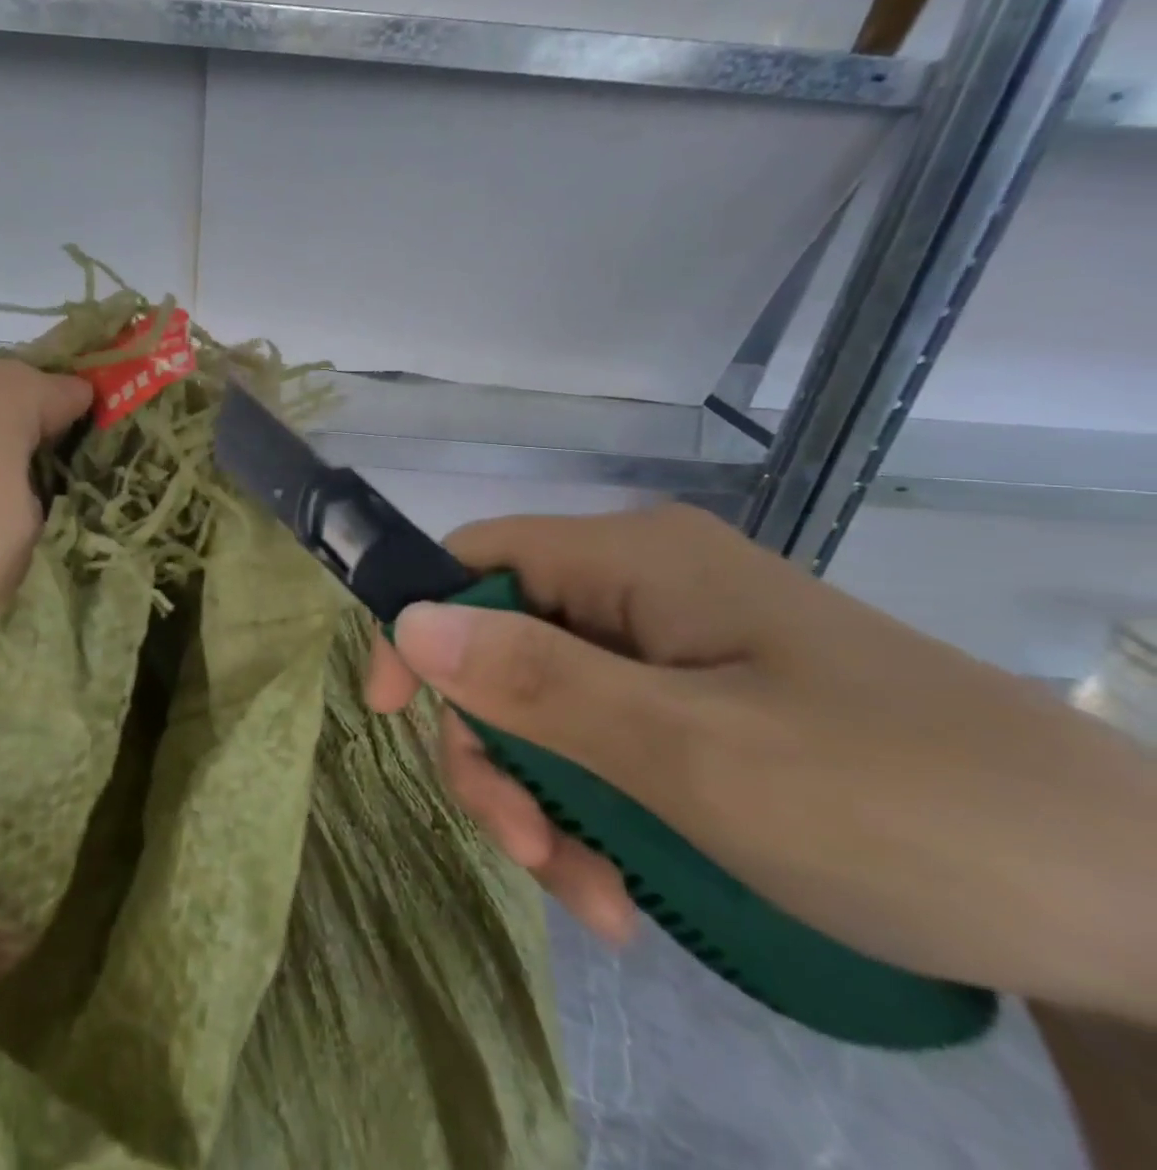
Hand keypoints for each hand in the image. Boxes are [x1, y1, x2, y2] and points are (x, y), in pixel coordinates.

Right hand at [366, 504, 1156, 1021]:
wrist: (1151, 913)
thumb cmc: (901, 810)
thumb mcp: (691, 753)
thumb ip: (535, 682)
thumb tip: (406, 621)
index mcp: (635, 560)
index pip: (476, 560)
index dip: (420, 627)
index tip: (392, 716)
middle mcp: (647, 588)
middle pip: (507, 646)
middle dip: (498, 749)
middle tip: (529, 851)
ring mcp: (683, 651)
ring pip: (554, 708)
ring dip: (549, 801)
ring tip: (596, 899)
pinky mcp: (715, 710)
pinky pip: (612, 746)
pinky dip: (601, 817)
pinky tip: (630, 892)